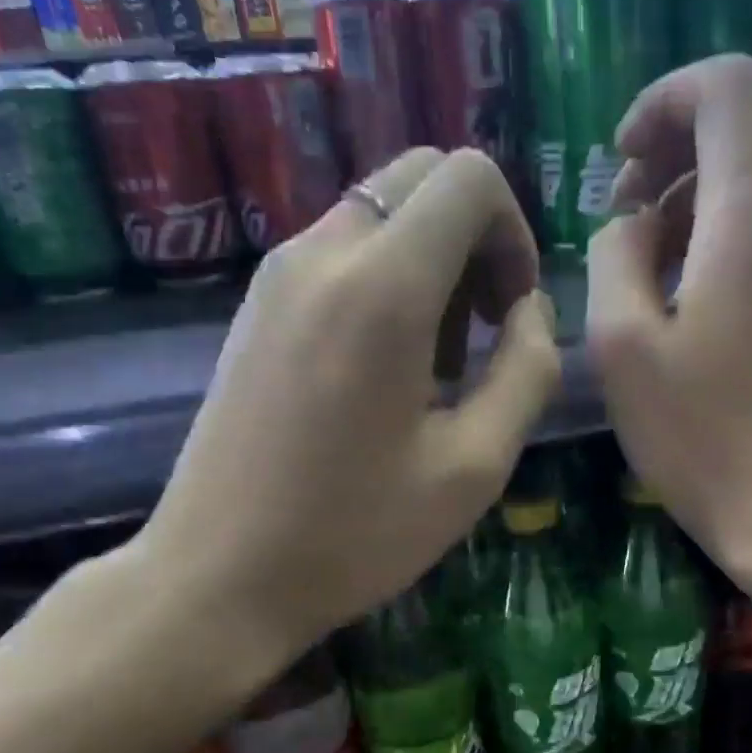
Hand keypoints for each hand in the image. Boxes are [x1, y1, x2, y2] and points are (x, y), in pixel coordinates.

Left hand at [123, 148, 559, 708]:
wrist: (219, 576)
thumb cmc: (356, 534)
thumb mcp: (474, 466)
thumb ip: (527, 371)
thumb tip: (532, 310)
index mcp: (384, 288)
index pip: (469, 178)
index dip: (514, 232)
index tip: (510, 312)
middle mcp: (324, 254)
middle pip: (422, 177)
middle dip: (474, 237)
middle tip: (481, 330)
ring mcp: (278, 274)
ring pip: (380, 213)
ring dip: (429, 262)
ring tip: (432, 365)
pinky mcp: (256, 304)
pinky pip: (340, 250)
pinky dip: (384, 278)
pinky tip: (383, 370)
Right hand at [588, 55, 751, 579]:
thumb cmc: (693, 431)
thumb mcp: (620, 342)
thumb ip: (615, 254)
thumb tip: (632, 223)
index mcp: (751, 219)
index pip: (727, 87)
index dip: (665, 101)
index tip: (622, 163)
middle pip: (744, 122)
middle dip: (672, 147)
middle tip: (622, 213)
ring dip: (690, 191)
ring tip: (644, 256)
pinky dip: (717, 225)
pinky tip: (682, 284)